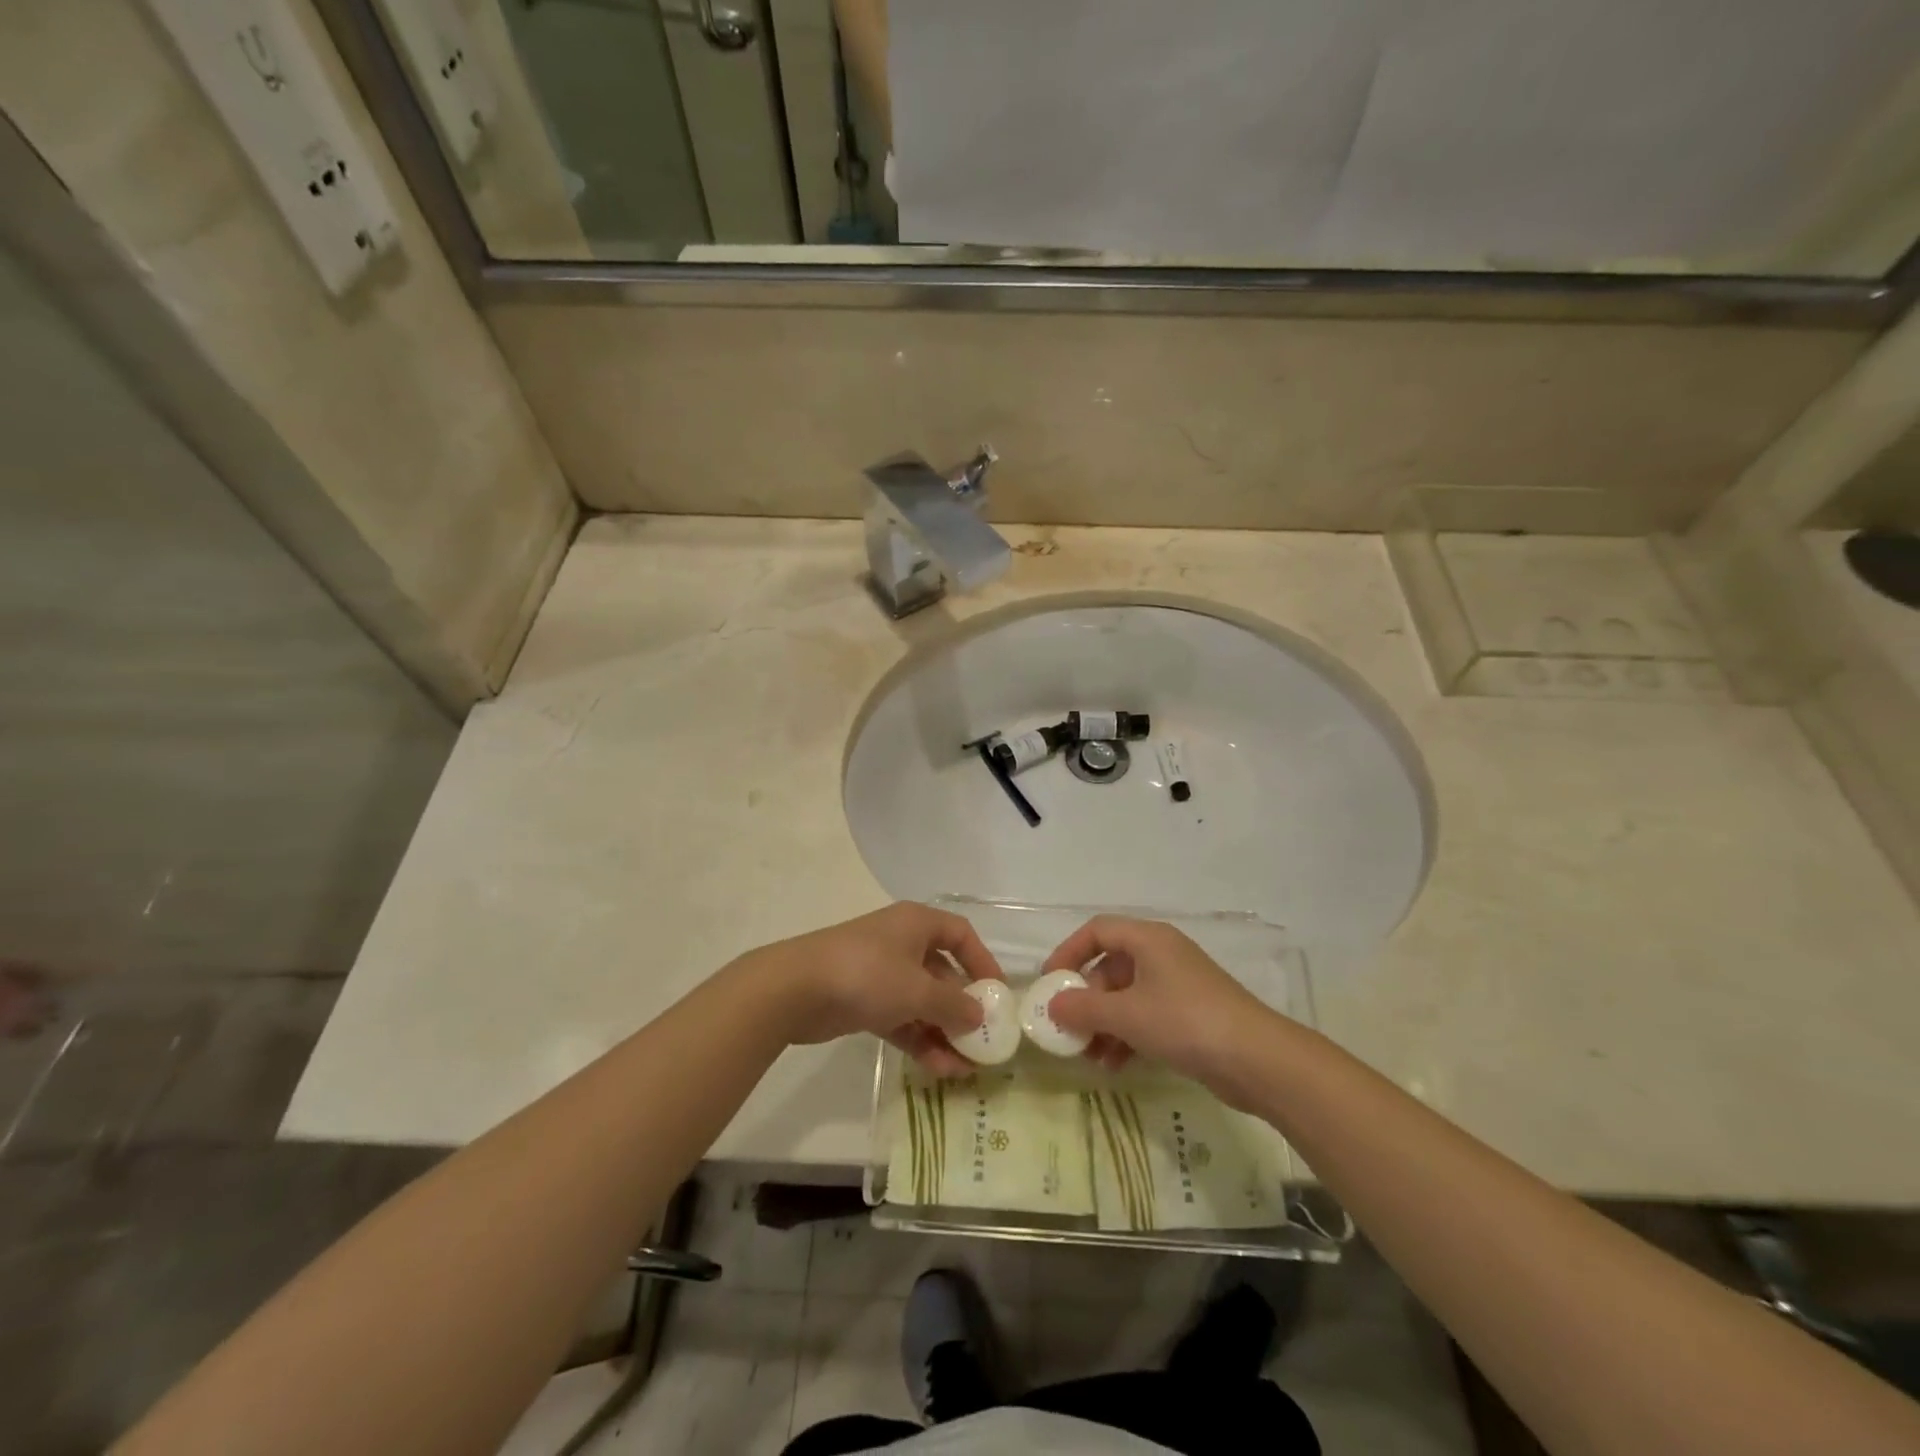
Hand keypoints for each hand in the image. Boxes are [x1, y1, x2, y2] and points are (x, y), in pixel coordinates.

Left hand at [747, 903, 1004, 1075]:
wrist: (795, 989)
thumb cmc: (867, 974)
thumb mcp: (918, 990)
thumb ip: (953, 1005)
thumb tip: (980, 1015)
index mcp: (917, 924)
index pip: (961, 934)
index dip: (982, 961)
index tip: (998, 994)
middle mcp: (902, 943)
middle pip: (942, 973)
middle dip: (962, 1009)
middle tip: (983, 1043)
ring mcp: (880, 972)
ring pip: (921, 1001)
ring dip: (943, 1032)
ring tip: (964, 1069)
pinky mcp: (863, 1000)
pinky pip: (901, 1018)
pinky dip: (919, 1039)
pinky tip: (938, 1068)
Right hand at [1043, 915, 1286, 1106]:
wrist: (1258, 1059)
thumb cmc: (1185, 1022)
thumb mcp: (1127, 1015)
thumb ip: (1084, 1007)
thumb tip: (1052, 1004)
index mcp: (1148, 939)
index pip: (1097, 931)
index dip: (1069, 952)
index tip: (1050, 982)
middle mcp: (1162, 954)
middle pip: (1111, 966)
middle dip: (1087, 998)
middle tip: (1069, 1028)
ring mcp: (1178, 984)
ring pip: (1128, 995)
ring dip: (1104, 1023)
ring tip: (1089, 1056)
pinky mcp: (1190, 1014)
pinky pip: (1147, 1016)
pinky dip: (1127, 1035)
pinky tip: (1115, 1065)